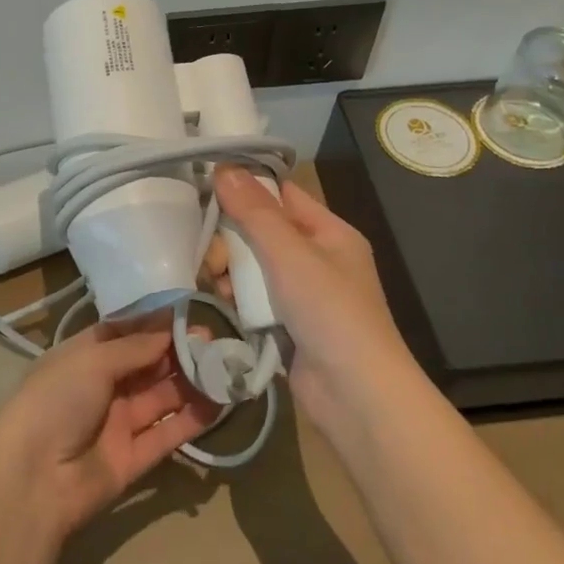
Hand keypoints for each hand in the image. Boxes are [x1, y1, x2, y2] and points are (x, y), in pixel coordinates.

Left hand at [0, 321, 223, 540]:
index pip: (126, 333)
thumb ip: (135, 346)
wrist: (33, 479)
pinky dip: (192, 419)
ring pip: (162, 397)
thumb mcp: (92, 361)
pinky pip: (167, 433)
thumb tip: (170, 328)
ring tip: (225, 367)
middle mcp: (103, 386)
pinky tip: (219, 403)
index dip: (157, 324)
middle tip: (216, 341)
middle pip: (148, 364)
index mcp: (85, 356)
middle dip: (179, 351)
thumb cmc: (56, 401)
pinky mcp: (134, 458)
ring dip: (191, 383)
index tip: (191, 312)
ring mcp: (119, 423)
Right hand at [207, 167, 421, 432]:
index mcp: (330, 233)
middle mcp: (318, 259)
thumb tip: (225, 167)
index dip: (248, 188)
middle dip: (233, 239)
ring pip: (254, 267)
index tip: (207, 187)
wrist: (356, 396)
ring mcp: (303, 295)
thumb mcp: (290, 254)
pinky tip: (224, 304)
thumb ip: (255, 212)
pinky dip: (239, 299)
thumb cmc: (330, 312)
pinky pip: (255, 299)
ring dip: (232, 271)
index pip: (283, 195)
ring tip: (216, 283)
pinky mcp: (288, 325)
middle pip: (263, 232)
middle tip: (213, 256)